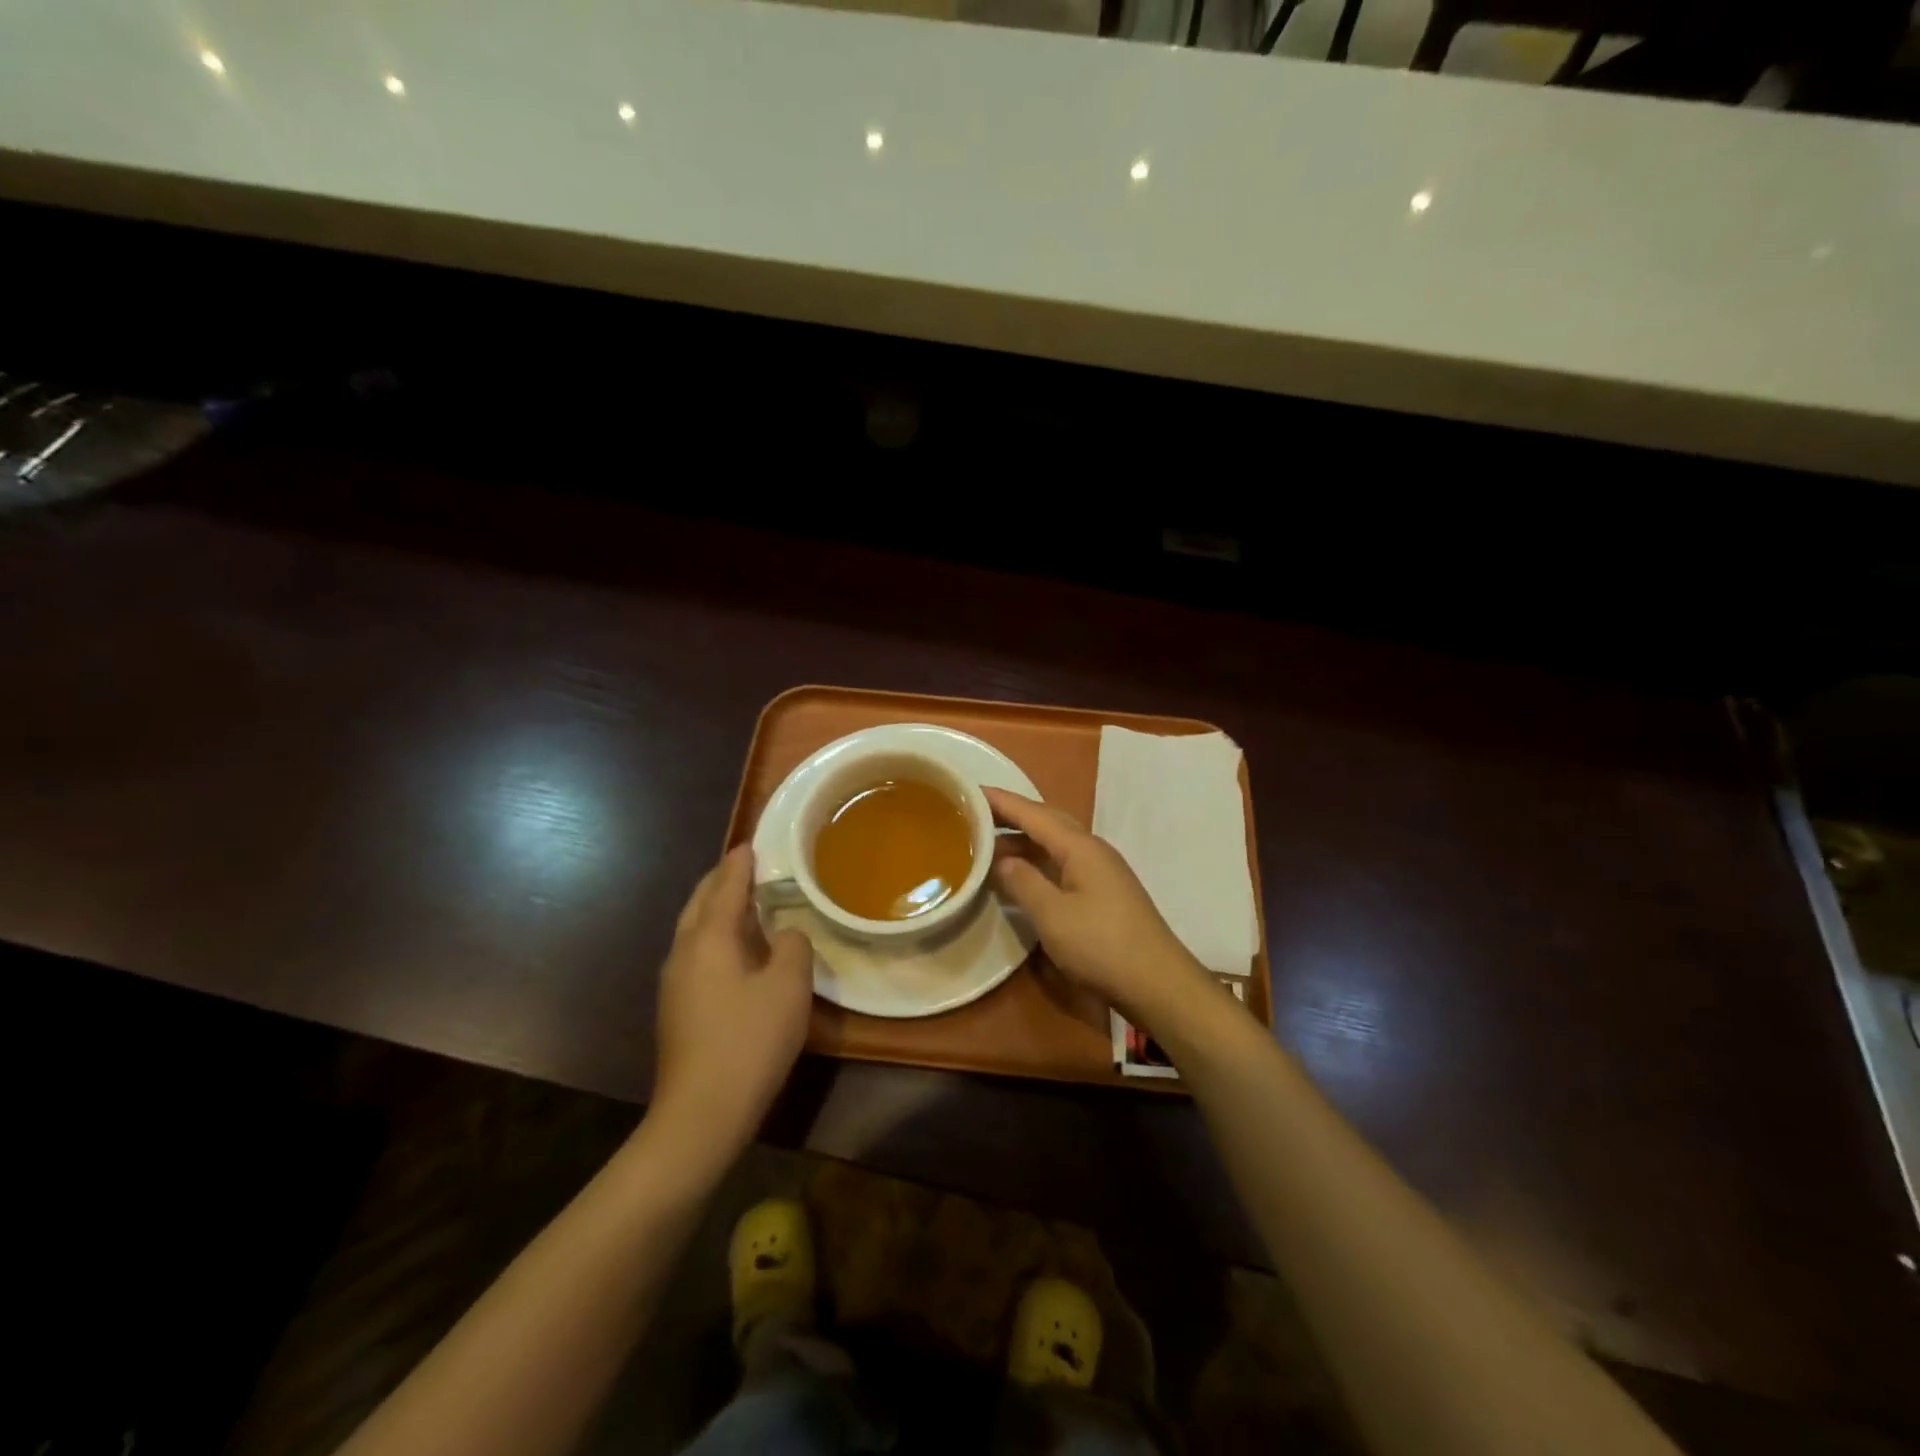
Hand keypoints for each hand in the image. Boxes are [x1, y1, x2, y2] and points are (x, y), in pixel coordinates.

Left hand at [652, 845, 813, 1156]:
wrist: (701, 1113)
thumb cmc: (749, 1041)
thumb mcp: (788, 987)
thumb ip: (792, 947)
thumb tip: (785, 933)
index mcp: (710, 938)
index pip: (726, 886)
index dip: (741, 863)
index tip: (752, 842)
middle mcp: (684, 951)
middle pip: (700, 902)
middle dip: (721, 880)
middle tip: (746, 865)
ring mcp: (675, 982)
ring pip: (693, 928)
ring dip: (715, 908)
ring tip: (742, 900)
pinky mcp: (677, 1007)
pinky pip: (696, 952)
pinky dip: (714, 934)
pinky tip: (735, 949)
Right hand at [986, 788, 1213, 1030]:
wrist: (1158, 983)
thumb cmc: (1101, 945)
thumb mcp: (1052, 915)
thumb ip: (1023, 882)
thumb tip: (1002, 861)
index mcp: (1080, 847)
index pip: (1033, 814)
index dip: (1001, 802)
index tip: (970, 790)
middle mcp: (1093, 850)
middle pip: (1048, 822)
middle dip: (1013, 816)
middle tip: (977, 816)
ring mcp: (1102, 872)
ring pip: (1056, 844)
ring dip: (1025, 841)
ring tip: (991, 846)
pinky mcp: (1105, 893)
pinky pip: (1063, 863)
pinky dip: (1038, 862)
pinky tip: (1023, 876)